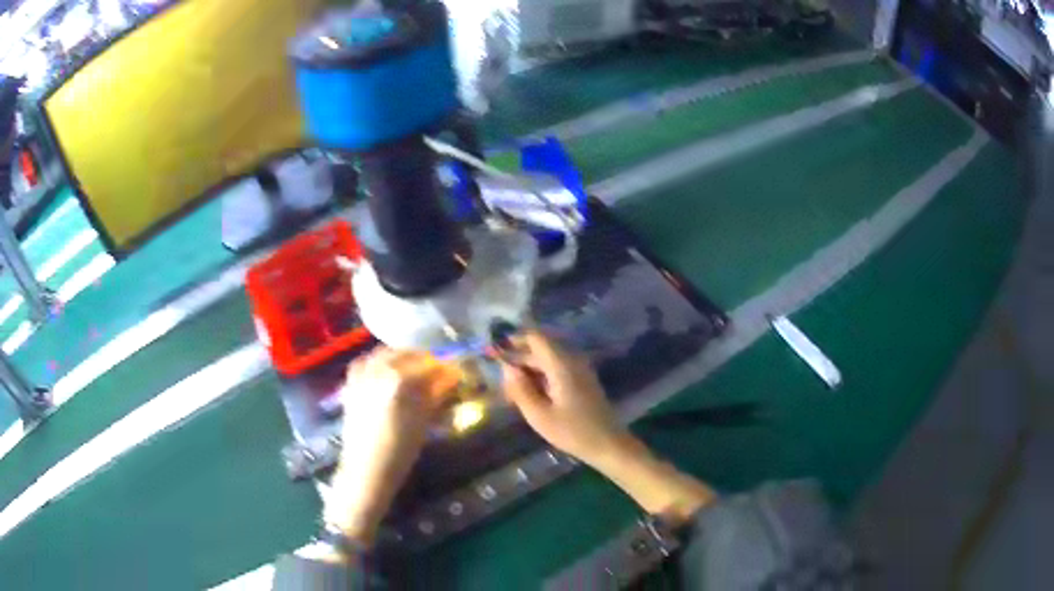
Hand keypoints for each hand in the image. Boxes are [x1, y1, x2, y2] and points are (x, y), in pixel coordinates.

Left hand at [324, 348, 460, 544]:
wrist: (367, 469)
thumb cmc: (400, 451)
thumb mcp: (423, 421)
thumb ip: (436, 394)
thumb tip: (451, 376)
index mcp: (399, 379)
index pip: (429, 364)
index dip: (445, 368)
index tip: (456, 372)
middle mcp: (378, 370)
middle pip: (405, 353)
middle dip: (423, 359)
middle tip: (436, 371)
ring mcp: (361, 375)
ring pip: (384, 354)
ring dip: (401, 358)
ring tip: (413, 371)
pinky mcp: (351, 384)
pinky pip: (365, 362)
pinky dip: (379, 362)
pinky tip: (387, 373)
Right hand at [501, 331, 715, 522]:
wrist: (609, 445)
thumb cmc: (574, 432)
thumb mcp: (539, 415)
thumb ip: (520, 389)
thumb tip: (507, 368)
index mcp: (561, 363)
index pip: (535, 337)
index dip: (513, 340)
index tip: (494, 351)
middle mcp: (571, 360)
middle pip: (540, 349)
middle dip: (517, 359)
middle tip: (498, 378)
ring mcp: (578, 370)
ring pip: (546, 361)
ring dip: (528, 371)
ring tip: (509, 391)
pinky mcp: (581, 381)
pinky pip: (556, 371)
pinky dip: (540, 378)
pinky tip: (529, 396)